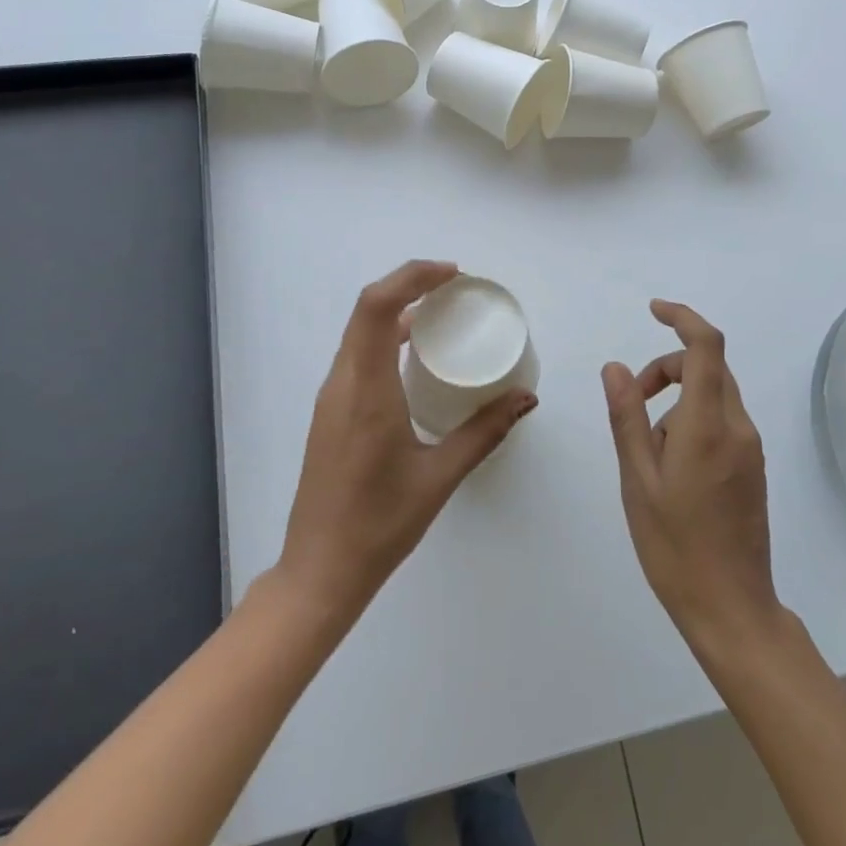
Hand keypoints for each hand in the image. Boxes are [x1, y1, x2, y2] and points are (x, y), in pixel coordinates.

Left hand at [277, 260, 537, 620]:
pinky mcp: (331, 411)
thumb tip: (525, 398)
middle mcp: (342, 383)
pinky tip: (417, 356)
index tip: (453, 276)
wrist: (320, 569)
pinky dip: (386, 336)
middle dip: (410, 285)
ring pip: (360, 331)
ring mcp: (331, 397)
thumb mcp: (440, 477)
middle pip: (367, 310)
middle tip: (455, 288)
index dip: (412, 277)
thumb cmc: (380, 525)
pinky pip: (358, 354)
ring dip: (396, 309)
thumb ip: (484, 432)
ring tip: (442, 313)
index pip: (377, 308)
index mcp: (366, 390)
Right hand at [603, 300, 780, 649]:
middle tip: (629, 402)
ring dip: (676, 398)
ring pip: (713, 394)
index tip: (653, 310)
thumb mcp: (637, 479)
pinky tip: (670, 466)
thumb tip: (615, 367)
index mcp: (708, 426)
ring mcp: (751, 448)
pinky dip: (691, 420)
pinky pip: (721, 421)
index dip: (682, 317)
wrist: (731, 607)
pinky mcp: (753, 467)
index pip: (706, 346)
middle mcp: (738, 427)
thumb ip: (626, 417)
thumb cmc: (674, 545)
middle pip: (708, 366)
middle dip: (666, 367)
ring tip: (646, 451)